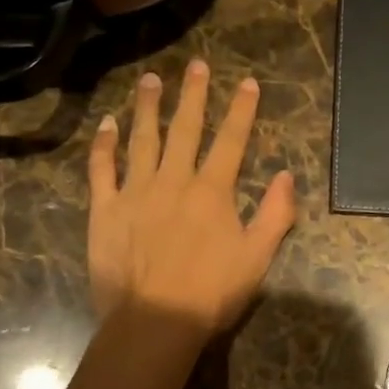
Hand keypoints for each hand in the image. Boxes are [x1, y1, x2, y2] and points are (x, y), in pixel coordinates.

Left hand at [87, 60, 297, 336]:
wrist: (153, 323)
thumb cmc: (211, 293)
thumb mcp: (258, 257)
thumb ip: (275, 214)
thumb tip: (286, 175)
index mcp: (212, 191)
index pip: (231, 140)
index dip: (242, 110)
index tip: (247, 83)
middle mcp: (173, 180)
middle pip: (185, 129)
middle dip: (193, 95)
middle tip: (196, 65)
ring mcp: (135, 192)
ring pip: (142, 139)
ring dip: (147, 107)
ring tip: (150, 80)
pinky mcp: (105, 210)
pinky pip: (102, 169)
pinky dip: (104, 144)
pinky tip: (107, 124)